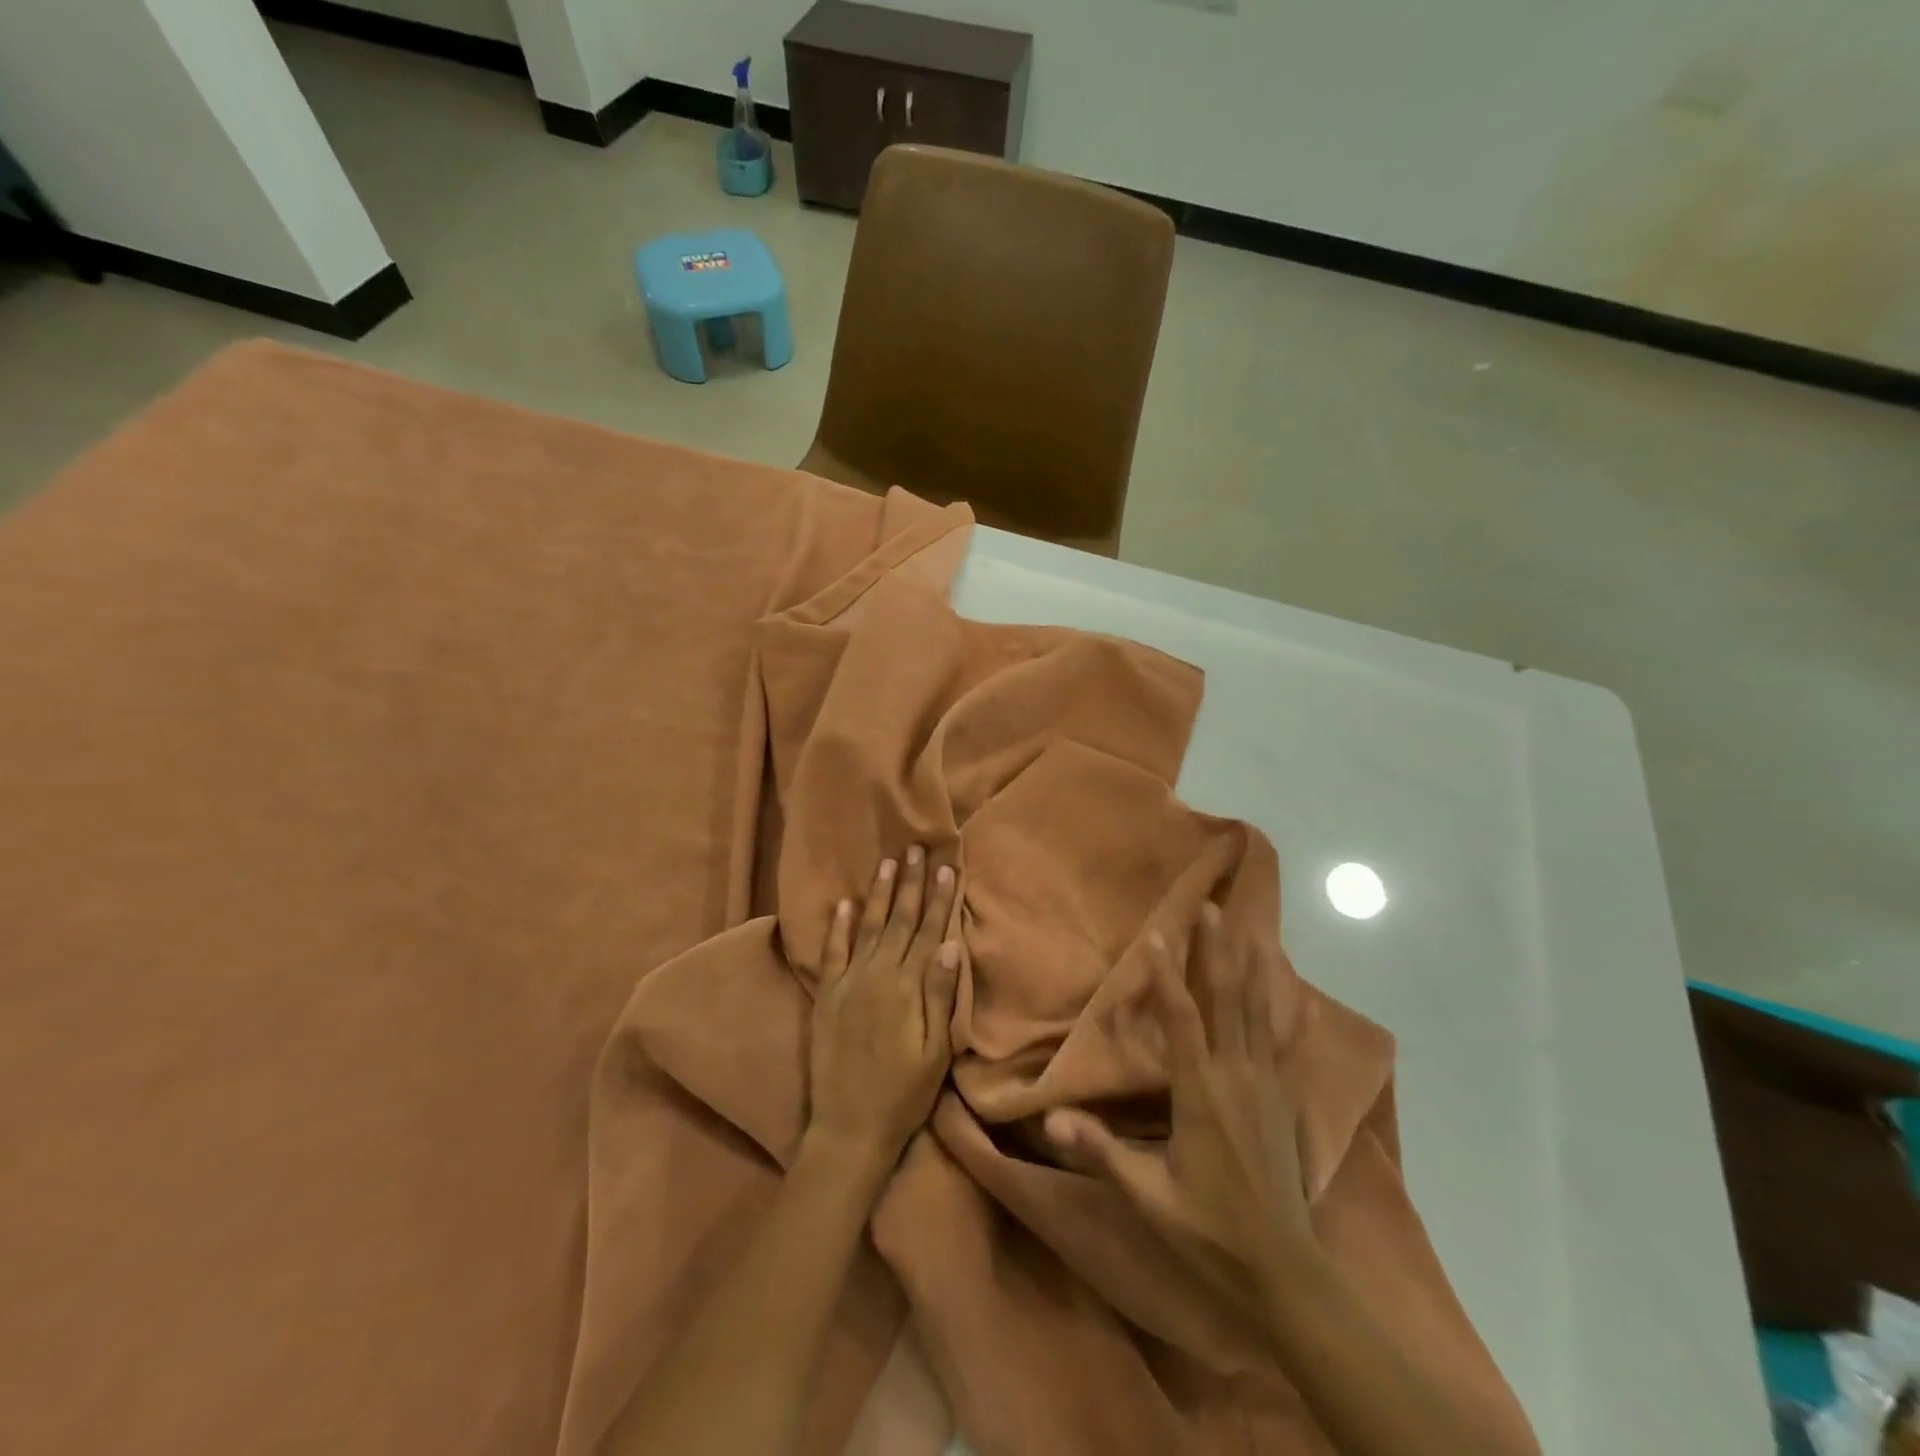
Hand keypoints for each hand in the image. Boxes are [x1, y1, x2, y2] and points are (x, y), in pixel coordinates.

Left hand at [808, 847, 961, 1170]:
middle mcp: (877, 975)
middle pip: (899, 920)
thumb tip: (951, 945)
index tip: (947, 867)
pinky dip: (838, 926)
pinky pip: (832, 952)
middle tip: (917, 848)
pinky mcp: (826, 996)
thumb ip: (941, 996)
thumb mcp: (935, 1052)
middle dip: (911, 883)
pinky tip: (845, 903)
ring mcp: (848, 983)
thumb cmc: (903, 1093)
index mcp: (907, 987)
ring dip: (879, 893)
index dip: (939, 899)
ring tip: (888, 862)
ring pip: (868, 926)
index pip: (928, 931)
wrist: (849, 1127)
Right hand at [1046, 904, 1313, 1322]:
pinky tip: (1297, 997)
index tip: (1159, 934)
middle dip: (1219, 953)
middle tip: (1215, 909)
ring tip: (1253, 932)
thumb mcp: (1148, 1196)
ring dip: (1253, 970)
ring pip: (1260, 1015)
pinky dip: (1287, 1015)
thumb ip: (1102, 1152)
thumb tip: (1052, 1120)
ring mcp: (1267, 1088)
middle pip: (1228, 1002)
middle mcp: (1237, 1078)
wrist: (1284, 1274)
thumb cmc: (1209, 1230)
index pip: (1182, 1021)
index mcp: (1201, 1094)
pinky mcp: (1285, 1103)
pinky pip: (1285, 1046)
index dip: (1168, 977)